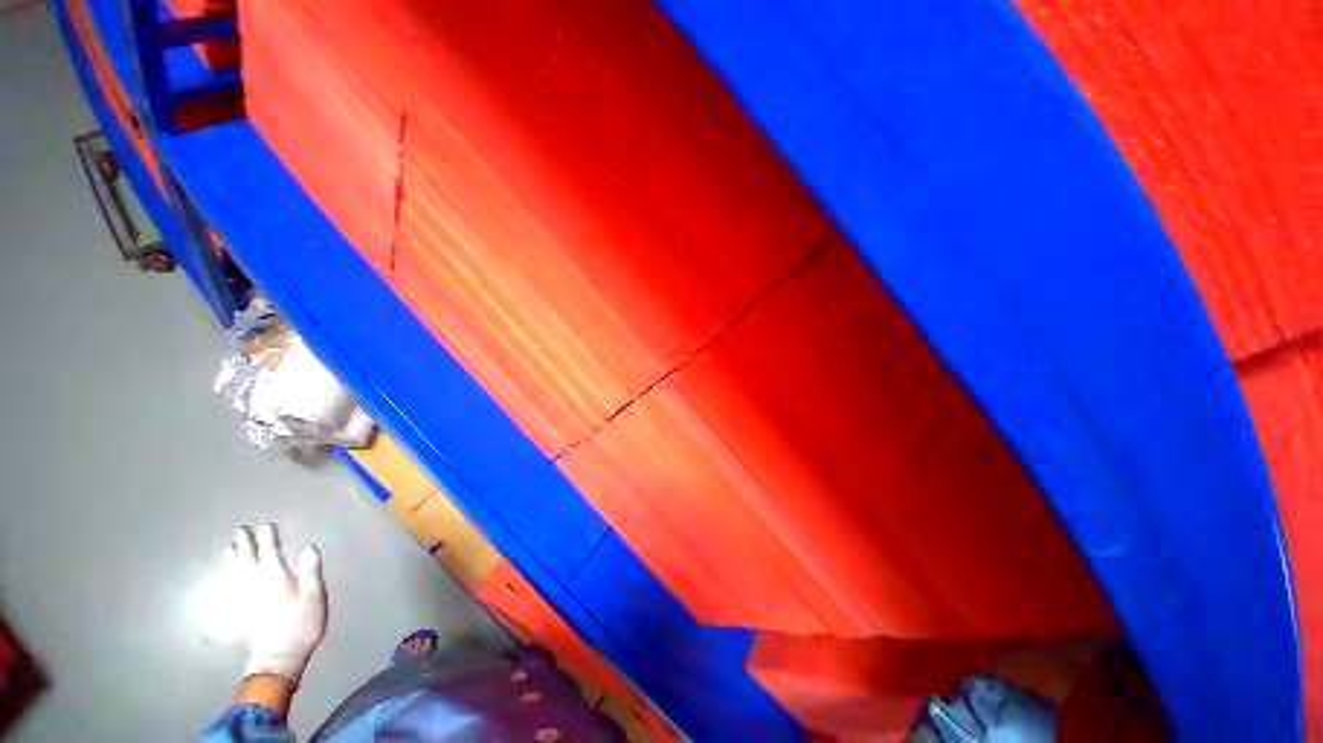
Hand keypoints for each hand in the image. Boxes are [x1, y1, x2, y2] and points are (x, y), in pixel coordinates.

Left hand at [226, 524, 326, 683]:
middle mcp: (257, 585)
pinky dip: (228, 580)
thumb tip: (308, 547)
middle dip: (246, 544)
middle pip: (249, 560)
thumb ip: (310, 571)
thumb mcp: (314, 597)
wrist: (278, 658)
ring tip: (230, 548)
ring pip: (236, 573)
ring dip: (234, 560)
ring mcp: (246, 599)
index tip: (266, 525)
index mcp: (276, 579)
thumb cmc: (301, 625)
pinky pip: (231, 590)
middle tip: (241, 530)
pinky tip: (227, 579)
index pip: (270, 553)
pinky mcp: (242, 612)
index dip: (268, 538)